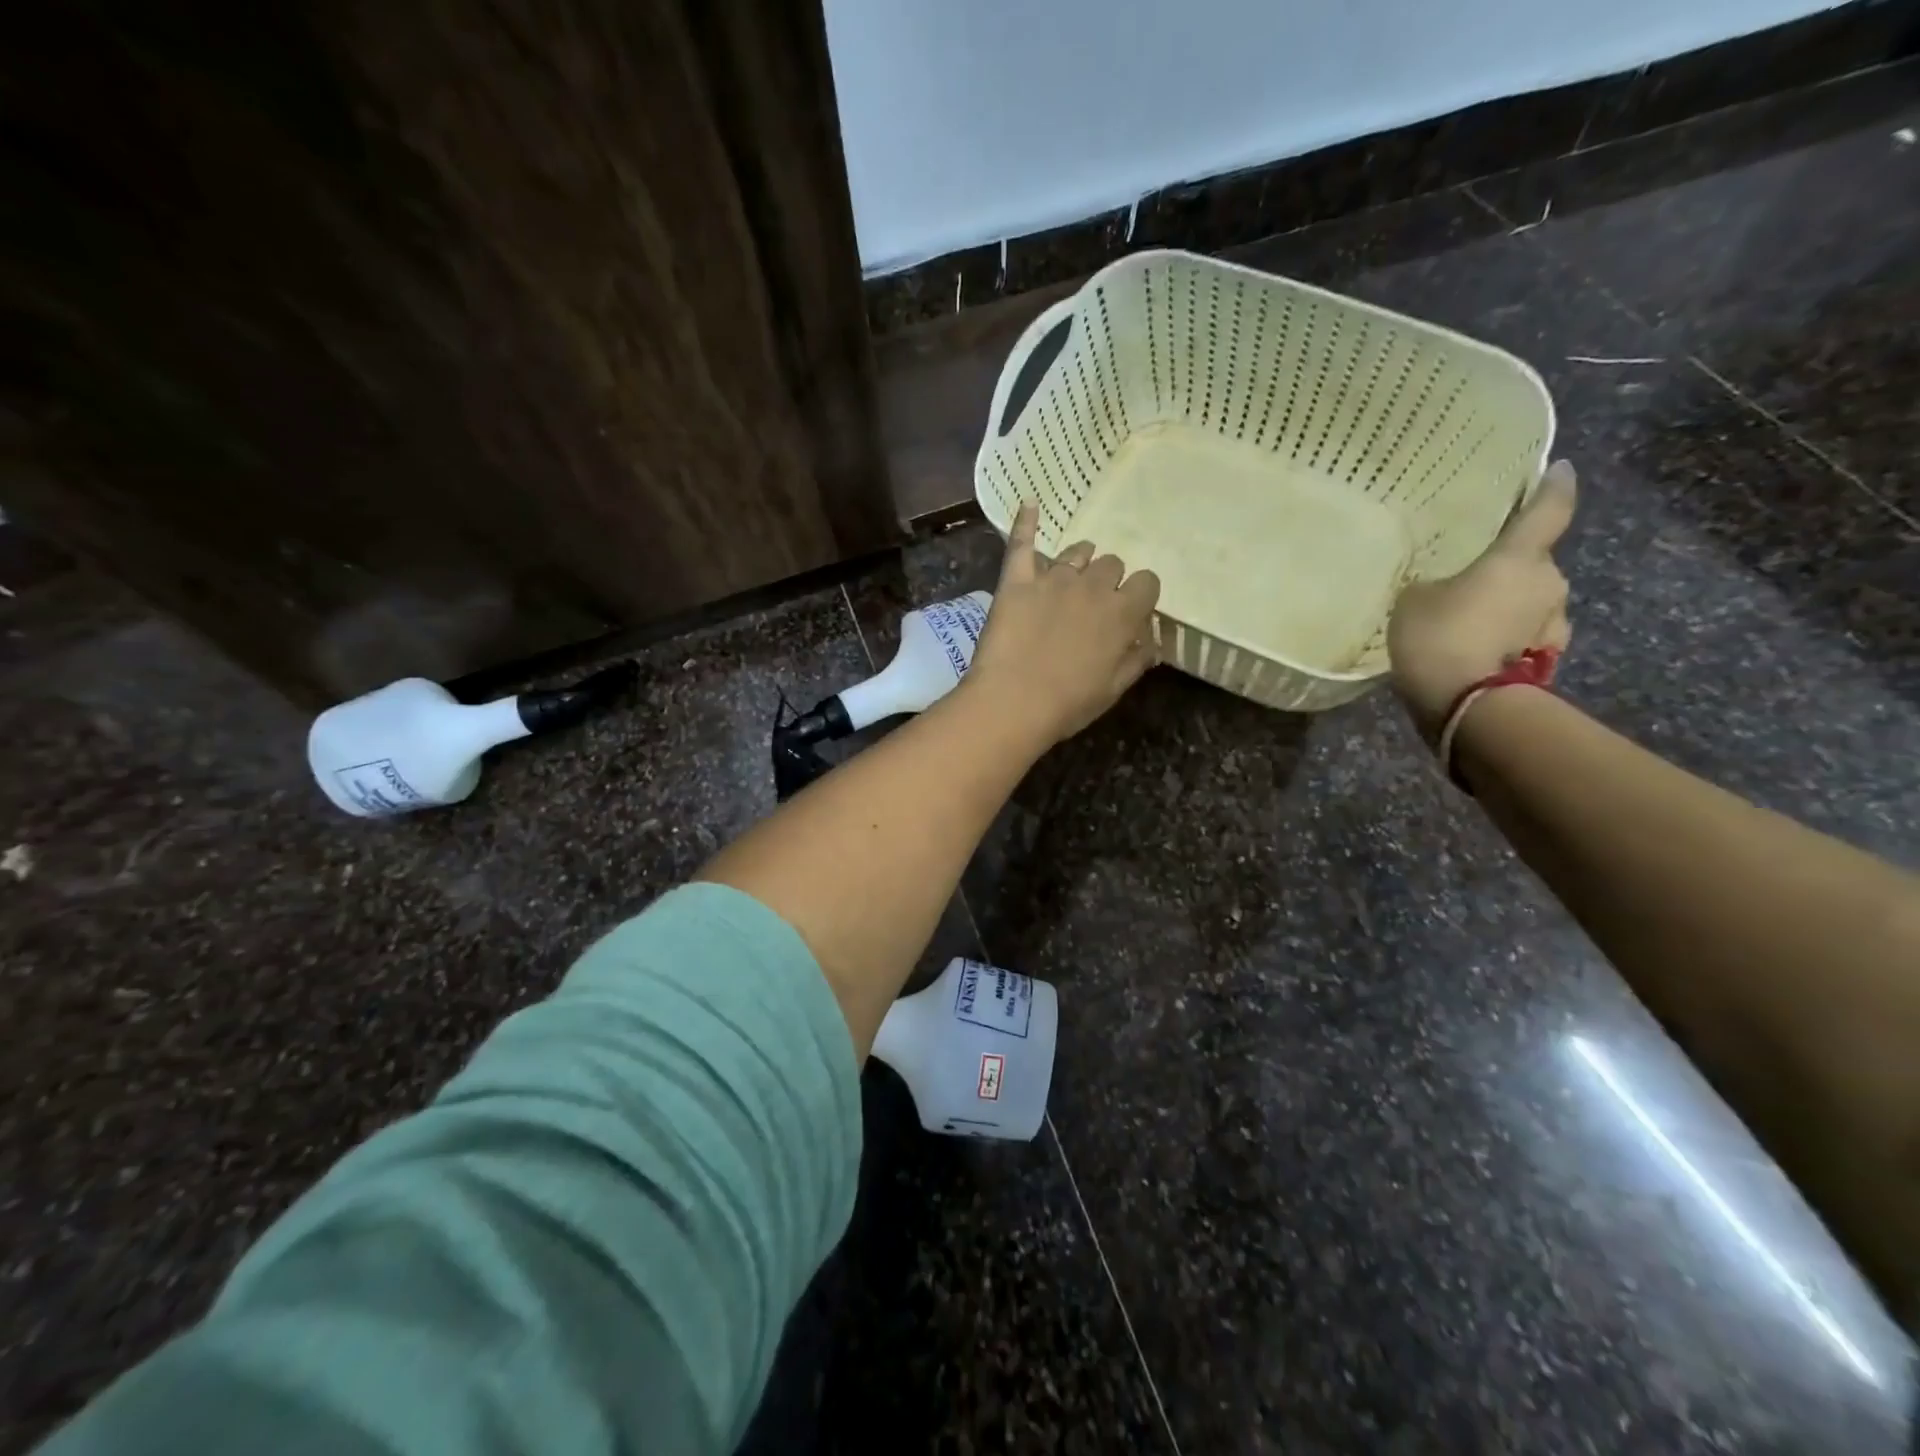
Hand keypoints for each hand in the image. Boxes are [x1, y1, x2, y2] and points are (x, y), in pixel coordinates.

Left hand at [964, 503, 1160, 747]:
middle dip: (1107, 580)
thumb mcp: (1114, 688)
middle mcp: (1092, 586)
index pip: (1147, 582)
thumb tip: (1151, 642)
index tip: (1129, 611)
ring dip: (1079, 561)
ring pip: (1076, 552)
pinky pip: (1023, 542)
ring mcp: (1053, 579)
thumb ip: (1136, 659)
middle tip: (1091, 605)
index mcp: (1123, 612)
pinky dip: (1026, 521)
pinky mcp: (1017, 579)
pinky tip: (1030, 502)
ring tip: (1069, 577)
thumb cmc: (1068, 703)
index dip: (1139, 595)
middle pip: (1111, 564)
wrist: (1012, 703)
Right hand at [1388, 459, 1576, 737]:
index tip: (1560, 469)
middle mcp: (1549, 582)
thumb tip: (1447, 587)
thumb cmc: (1439, 637)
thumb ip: (1435, 585)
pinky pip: (1525, 636)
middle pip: (1533, 563)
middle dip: (1509, 567)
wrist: (1466, 706)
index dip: (1554, 487)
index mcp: (1520, 557)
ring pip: (1532, 602)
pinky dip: (1507, 637)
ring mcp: (1554, 624)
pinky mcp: (1546, 659)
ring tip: (1471, 618)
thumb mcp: (1414, 600)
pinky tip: (1478, 648)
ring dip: (1509, 606)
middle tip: (1473, 575)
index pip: (1549, 509)